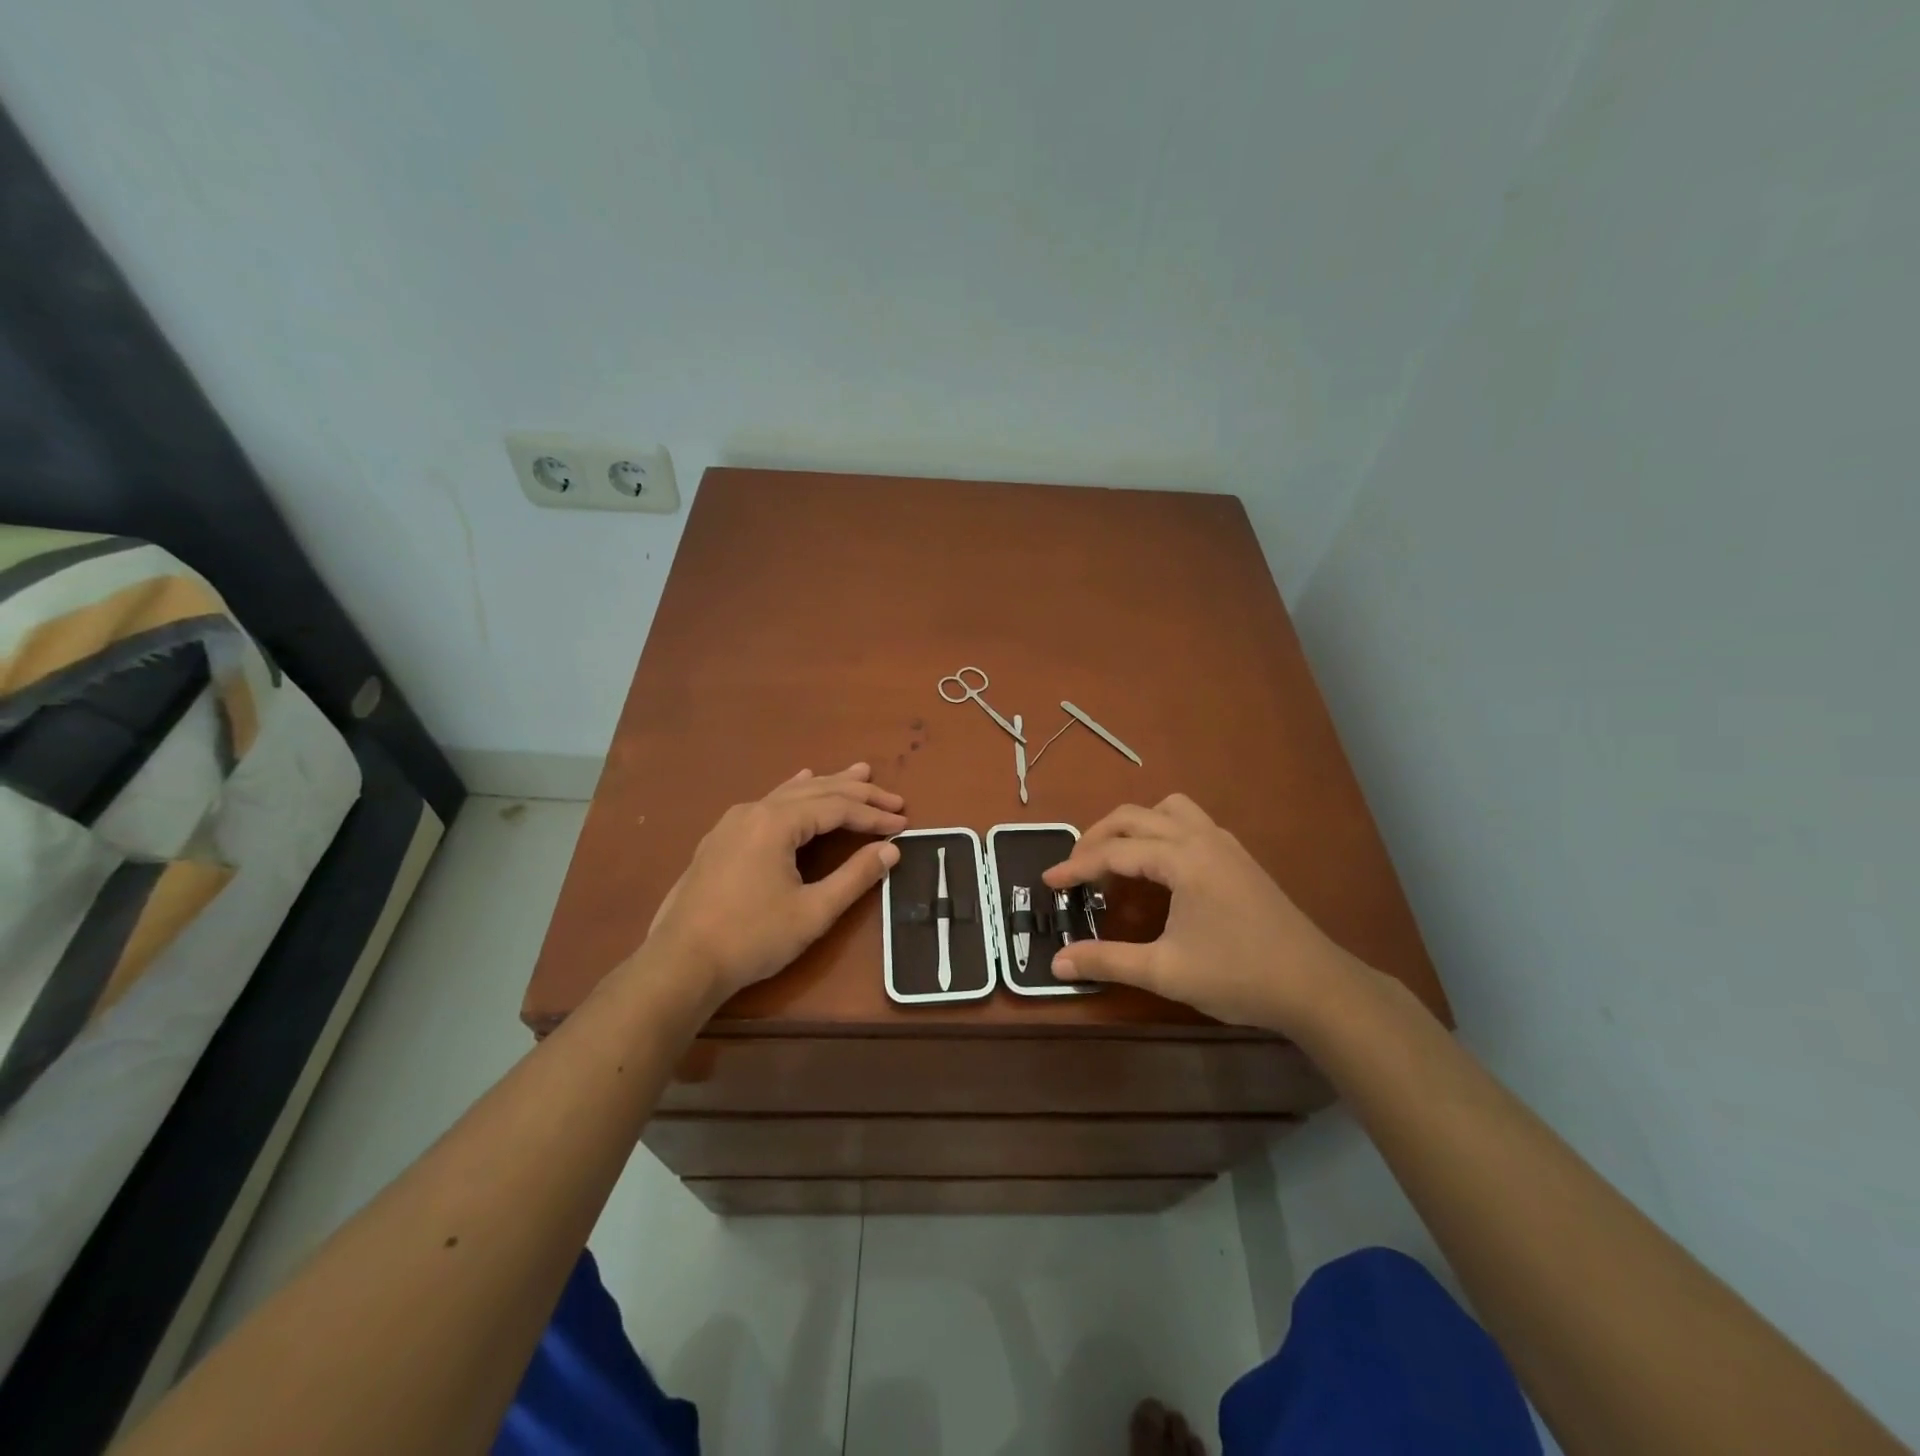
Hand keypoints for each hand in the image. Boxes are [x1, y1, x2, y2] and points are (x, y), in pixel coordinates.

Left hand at [646, 764, 905, 1008]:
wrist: (681, 962)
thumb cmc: (752, 938)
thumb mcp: (813, 911)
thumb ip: (855, 876)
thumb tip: (891, 849)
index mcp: (777, 822)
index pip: (837, 808)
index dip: (873, 815)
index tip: (903, 822)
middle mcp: (754, 810)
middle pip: (816, 792)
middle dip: (857, 793)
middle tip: (892, 797)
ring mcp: (733, 822)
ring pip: (791, 793)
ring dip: (828, 785)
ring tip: (858, 773)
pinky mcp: (722, 838)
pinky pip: (768, 802)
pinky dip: (794, 792)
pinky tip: (800, 781)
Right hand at [1042, 794, 1355, 1032]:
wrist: (1316, 986)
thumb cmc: (1239, 976)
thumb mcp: (1165, 972)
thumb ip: (1107, 961)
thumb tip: (1056, 963)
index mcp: (1181, 859)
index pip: (1114, 852)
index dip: (1076, 866)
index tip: (1048, 881)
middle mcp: (1201, 837)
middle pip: (1134, 817)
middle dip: (1098, 837)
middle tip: (1076, 869)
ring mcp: (1223, 843)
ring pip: (1167, 809)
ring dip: (1134, 825)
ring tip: (1116, 858)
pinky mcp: (1238, 856)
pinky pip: (1189, 822)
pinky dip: (1161, 831)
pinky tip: (1159, 867)